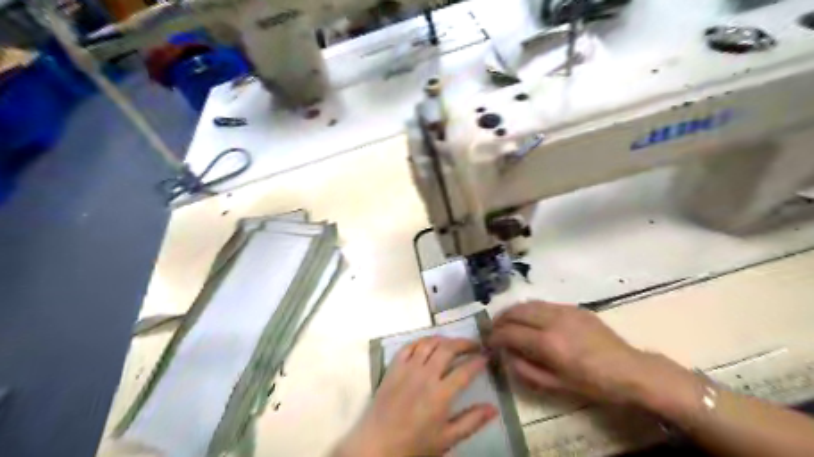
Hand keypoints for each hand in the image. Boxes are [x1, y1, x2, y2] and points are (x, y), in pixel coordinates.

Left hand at [333, 336, 500, 456]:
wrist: (377, 445)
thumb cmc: (414, 445)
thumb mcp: (447, 439)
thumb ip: (471, 421)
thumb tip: (494, 408)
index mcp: (441, 394)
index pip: (465, 370)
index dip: (478, 361)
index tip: (486, 357)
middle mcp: (425, 375)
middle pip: (448, 349)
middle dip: (465, 343)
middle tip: (474, 345)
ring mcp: (407, 369)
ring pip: (429, 343)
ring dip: (444, 339)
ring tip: (453, 343)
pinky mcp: (393, 367)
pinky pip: (408, 346)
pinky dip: (421, 341)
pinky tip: (428, 344)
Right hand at [486, 301, 694, 408]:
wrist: (630, 369)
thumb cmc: (594, 384)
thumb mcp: (556, 385)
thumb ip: (525, 369)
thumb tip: (506, 355)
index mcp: (548, 343)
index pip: (510, 332)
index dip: (494, 336)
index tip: (487, 342)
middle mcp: (553, 320)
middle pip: (516, 311)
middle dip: (499, 320)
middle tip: (492, 330)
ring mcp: (564, 310)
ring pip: (528, 303)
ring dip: (512, 311)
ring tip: (506, 322)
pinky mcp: (573, 307)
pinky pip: (543, 303)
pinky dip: (529, 309)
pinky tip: (529, 319)